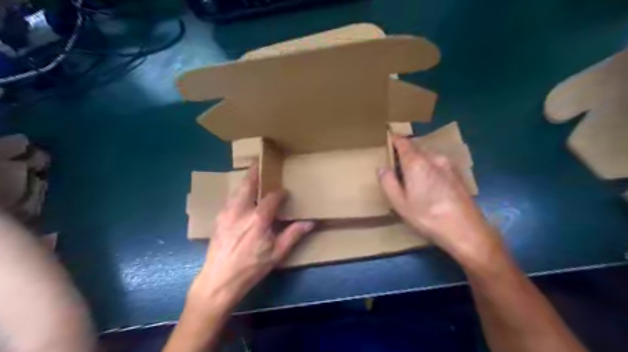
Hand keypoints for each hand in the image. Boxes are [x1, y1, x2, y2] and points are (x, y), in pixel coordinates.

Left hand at [186, 163, 312, 309]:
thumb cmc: (251, 268)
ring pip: (237, 190)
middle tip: (259, 163)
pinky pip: (230, 199)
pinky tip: (241, 197)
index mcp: (258, 219)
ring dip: (245, 182)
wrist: (219, 280)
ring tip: (252, 176)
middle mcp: (240, 210)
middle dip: (254, 172)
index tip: (284, 192)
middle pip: (248, 185)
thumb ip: (293, 235)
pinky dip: (238, 193)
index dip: (279, 193)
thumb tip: (310, 222)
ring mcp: (226, 213)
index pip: (272, 197)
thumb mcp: (276, 254)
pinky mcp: (218, 219)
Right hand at [377, 135, 500, 265]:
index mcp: (416, 163)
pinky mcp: (458, 174)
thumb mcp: (399, 203)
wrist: (465, 230)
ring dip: (419, 161)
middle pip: (416, 148)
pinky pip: (439, 164)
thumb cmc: (427, 216)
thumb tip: (382, 167)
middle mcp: (433, 158)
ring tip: (412, 175)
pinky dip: (430, 167)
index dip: (394, 139)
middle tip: (396, 163)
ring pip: (428, 156)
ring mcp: (448, 165)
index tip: (388, 140)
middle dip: (406, 152)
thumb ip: (388, 182)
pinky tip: (430, 184)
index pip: (403, 143)